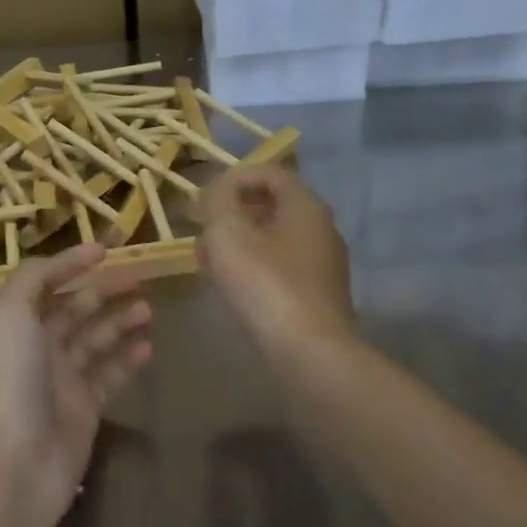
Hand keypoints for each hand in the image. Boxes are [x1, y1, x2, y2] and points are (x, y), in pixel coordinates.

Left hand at [0, 243, 152, 526]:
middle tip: (141, 278)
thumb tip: (69, 258)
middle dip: (105, 290)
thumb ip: (35, 276)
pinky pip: (111, 374)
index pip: (47, 282)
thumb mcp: (11, 313)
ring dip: (121, 321)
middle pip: (77, 309)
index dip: (72, 263)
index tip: (106, 249)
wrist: (18, 460)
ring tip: (148, 309)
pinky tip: (149, 346)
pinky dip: (129, 358)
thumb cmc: (13, 378)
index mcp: (19, 323)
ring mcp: (64, 378)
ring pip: (97, 340)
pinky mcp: (86, 408)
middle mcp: (40, 346)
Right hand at [200, 165, 355, 352]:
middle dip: (233, 213)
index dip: (235, 178)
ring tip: (209, 261)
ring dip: (239, 242)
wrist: (309, 354)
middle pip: (273, 206)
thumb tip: (217, 191)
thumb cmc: (266, 285)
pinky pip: (280, 267)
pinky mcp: (317, 296)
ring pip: (274, 239)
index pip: (272, 173)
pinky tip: (231, 287)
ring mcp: (323, 265)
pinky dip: (253, 267)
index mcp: (306, 207)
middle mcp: (321, 230)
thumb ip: (218, 201)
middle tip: (203, 230)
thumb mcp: (229, 233)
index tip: (205, 199)